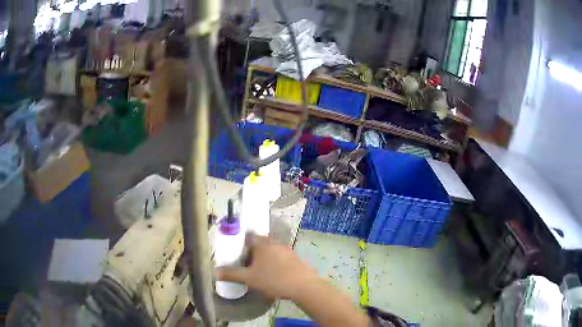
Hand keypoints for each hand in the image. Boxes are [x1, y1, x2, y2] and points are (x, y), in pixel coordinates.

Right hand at [215, 234, 318, 299]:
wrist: (303, 286)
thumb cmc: (273, 279)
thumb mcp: (249, 278)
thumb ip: (231, 274)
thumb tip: (214, 271)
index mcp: (262, 244)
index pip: (248, 236)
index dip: (241, 242)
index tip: (236, 252)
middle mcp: (274, 243)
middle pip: (260, 243)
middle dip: (252, 251)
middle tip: (245, 263)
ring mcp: (287, 250)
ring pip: (271, 250)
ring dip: (264, 257)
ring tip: (258, 270)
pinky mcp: (295, 258)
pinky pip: (280, 257)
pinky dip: (275, 262)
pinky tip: (273, 273)